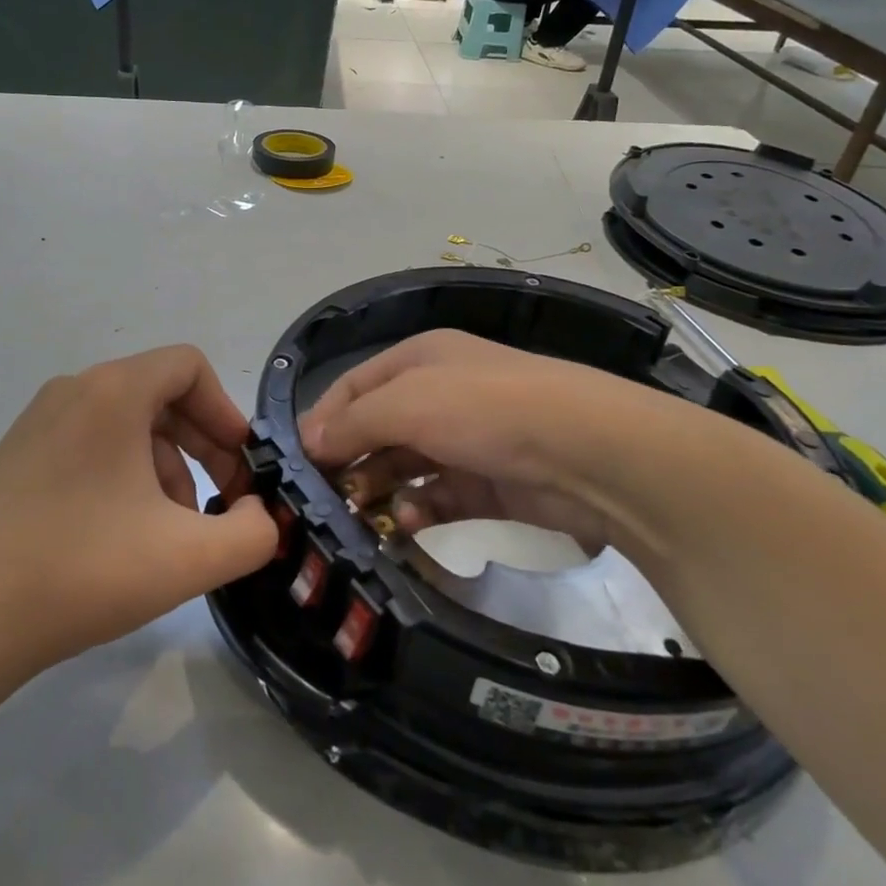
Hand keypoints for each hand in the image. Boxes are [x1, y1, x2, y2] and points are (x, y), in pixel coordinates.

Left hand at [0, 345, 275, 688]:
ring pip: (126, 426)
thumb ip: (252, 533)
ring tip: (170, 532)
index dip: (226, 412)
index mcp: (113, 391)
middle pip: (160, 395)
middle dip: (202, 447)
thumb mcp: (190, 558)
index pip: (189, 366)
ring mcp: (37, 425)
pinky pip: (91, 448)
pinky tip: (123, 538)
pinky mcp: (16, 460)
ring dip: (165, 468)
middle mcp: (73, 392)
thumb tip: (257, 516)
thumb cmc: (81, 570)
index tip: (241, 469)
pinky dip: (124, 478)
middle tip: (220, 504)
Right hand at [300, 330, 676, 553]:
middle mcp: (438, 395)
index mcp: (418, 360)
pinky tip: (405, 525)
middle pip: (375, 429)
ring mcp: (464, 441)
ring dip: (378, 491)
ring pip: (402, 467)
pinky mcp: (486, 485)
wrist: (590, 453)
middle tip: (321, 502)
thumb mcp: (408, 403)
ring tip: (357, 519)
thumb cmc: (485, 410)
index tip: (295, 462)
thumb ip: (353, 422)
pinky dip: (416, 511)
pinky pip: (435, 499)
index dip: (322, 420)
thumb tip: (309, 441)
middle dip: (347, 462)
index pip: (352, 387)